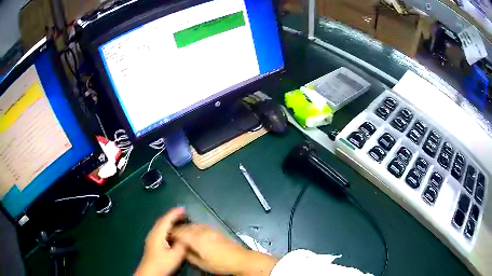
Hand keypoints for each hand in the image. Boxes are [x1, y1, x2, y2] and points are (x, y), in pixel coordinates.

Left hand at [135, 207, 186, 275]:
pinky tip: (172, 231)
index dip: (175, 213)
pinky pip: (160, 229)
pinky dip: (167, 226)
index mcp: (158, 234)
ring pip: (160, 225)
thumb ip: (181, 245)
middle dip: (172, 215)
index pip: (166, 220)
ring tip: (179, 220)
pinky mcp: (152, 242)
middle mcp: (153, 233)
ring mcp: (151, 237)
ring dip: (169, 221)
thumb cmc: (162, 264)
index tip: (183, 208)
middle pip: (162, 220)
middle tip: (183, 213)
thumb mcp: (175, 256)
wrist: (149, 272)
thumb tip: (186, 236)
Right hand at [171, 225, 277, 275]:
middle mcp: (202, 231)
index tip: (166, 236)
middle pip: (185, 227)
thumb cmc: (219, 264)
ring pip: (193, 225)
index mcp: (196, 239)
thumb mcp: (201, 263)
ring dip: (185, 228)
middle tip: (172, 234)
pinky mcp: (216, 230)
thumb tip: (181, 249)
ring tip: (181, 233)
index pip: (179, 232)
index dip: (171, 233)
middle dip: (177, 229)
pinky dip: (194, 228)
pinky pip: (200, 226)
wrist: (240, 259)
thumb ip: (188, 255)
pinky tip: (194, 233)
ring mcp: (210, 229)